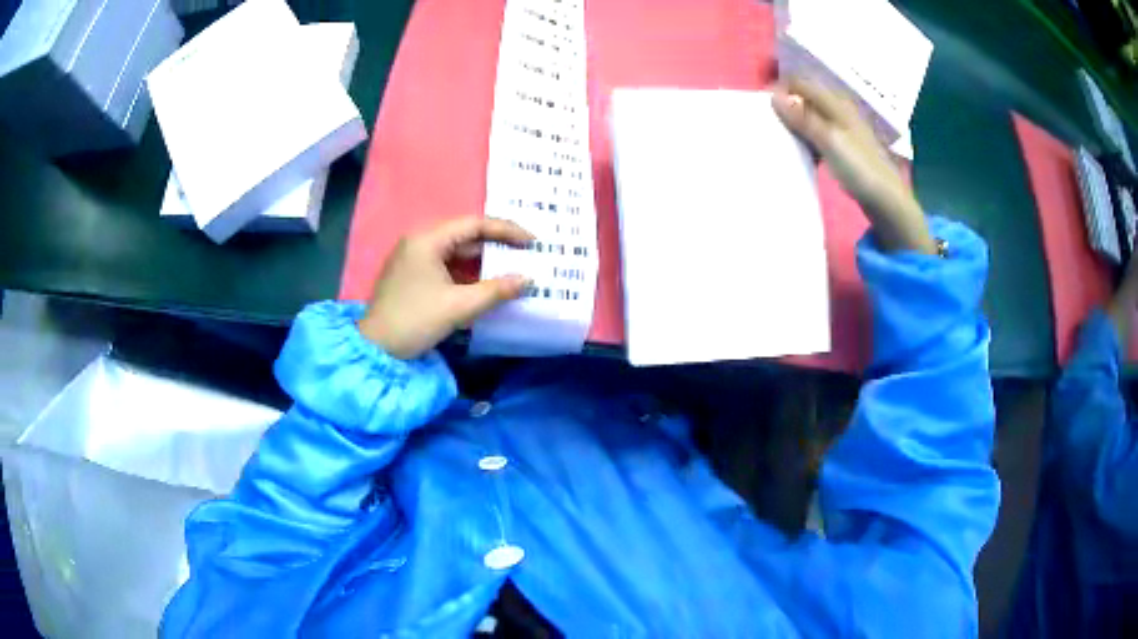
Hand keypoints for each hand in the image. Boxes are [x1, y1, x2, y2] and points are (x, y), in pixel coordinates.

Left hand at [359, 217, 533, 358]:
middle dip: (496, 244)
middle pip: (465, 235)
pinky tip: (485, 283)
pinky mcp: (412, 274)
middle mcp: (419, 241)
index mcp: (427, 239)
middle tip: (525, 255)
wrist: (376, 348)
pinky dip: (467, 272)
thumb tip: (528, 280)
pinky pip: (446, 265)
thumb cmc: (415, 320)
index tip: (531, 242)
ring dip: (482, 260)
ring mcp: (413, 257)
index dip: (506, 230)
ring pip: (456, 251)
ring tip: (511, 269)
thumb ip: (496, 290)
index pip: (474, 224)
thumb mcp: (459, 306)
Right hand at [772, 78, 936, 254]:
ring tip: (777, 135)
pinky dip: (805, 138)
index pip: (801, 83)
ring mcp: (842, 129)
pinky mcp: (842, 147)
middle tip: (767, 121)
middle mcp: (839, 110)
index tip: (763, 107)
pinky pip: (817, 134)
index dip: (780, 89)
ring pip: (810, 116)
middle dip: (785, 104)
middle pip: (805, 98)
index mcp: (836, 103)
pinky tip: (798, 151)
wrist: (886, 201)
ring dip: (794, 123)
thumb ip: (803, 118)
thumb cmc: (860, 169)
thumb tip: (773, 95)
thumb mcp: (829, 140)